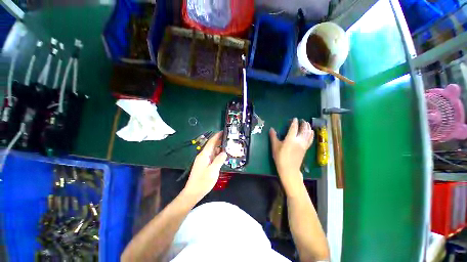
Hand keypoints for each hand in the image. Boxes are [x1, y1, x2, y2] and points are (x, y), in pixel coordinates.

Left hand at [182, 131, 226, 201]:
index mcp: (204, 155)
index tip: (223, 131)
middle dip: (219, 141)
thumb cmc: (203, 181)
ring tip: (228, 146)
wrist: (193, 192)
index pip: (211, 142)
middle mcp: (203, 156)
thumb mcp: (213, 171)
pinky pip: (212, 156)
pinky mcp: (205, 165)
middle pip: (212, 146)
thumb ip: (219, 160)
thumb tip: (224, 152)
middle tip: (229, 139)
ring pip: (212, 151)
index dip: (217, 136)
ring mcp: (204, 160)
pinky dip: (218, 154)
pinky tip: (223, 156)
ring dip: (219, 148)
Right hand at [269, 118, 313, 190]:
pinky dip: (311, 135)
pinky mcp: (306, 149)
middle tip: (302, 120)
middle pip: (304, 130)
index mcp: (290, 139)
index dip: (294, 122)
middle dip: (304, 124)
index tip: (294, 119)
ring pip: (308, 134)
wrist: (289, 169)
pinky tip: (311, 132)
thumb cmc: (280, 157)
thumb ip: (273, 137)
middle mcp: (299, 140)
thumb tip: (271, 129)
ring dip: (308, 128)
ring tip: (307, 124)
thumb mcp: (275, 146)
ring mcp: (304, 145)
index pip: (294, 128)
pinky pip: (310, 139)